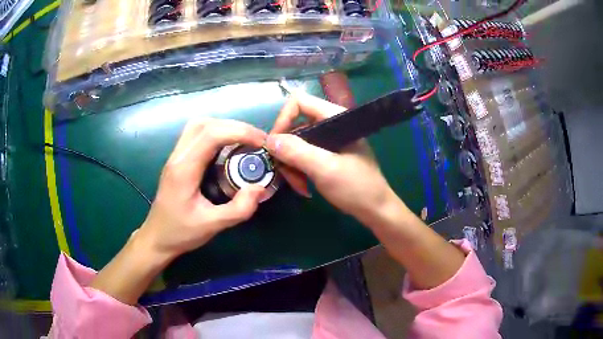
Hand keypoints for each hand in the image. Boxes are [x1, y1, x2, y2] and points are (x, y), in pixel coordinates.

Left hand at [138, 118, 266, 259]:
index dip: (240, 132)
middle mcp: (178, 156)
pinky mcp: (177, 159)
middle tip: (256, 141)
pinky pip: (196, 134)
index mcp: (184, 170)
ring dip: (224, 126)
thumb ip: (238, 209)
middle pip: (205, 124)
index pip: (212, 135)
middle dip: (236, 127)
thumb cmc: (181, 233)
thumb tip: (260, 187)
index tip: (262, 143)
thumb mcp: (212, 226)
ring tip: (244, 141)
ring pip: (199, 125)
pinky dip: (216, 133)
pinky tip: (227, 147)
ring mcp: (175, 156)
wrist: (157, 237)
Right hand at [267, 92, 398, 225]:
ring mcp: (329, 140)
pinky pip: (304, 155)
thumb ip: (297, 152)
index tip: (275, 146)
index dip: (283, 120)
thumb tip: (269, 140)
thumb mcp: (325, 169)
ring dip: (291, 165)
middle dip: (286, 150)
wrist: (375, 210)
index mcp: (335, 117)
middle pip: (295, 125)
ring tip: (298, 185)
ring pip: (297, 143)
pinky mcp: (327, 154)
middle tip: (286, 174)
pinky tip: (303, 186)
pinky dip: (299, 170)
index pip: (299, 102)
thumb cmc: (356, 187)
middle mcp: (330, 124)